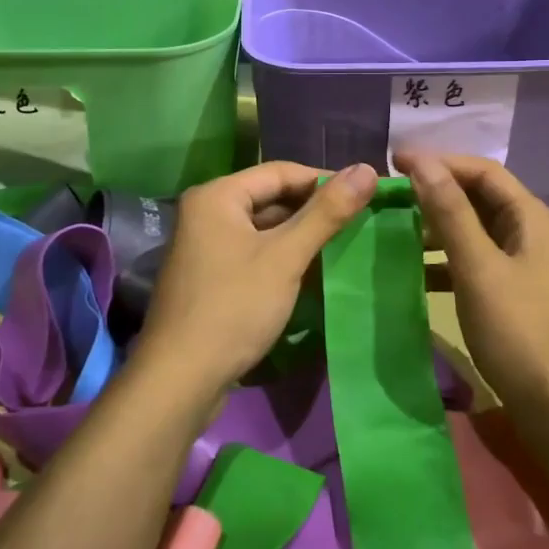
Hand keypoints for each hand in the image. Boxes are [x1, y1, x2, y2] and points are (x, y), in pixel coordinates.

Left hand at [135, 161, 378, 396]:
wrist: (180, 379)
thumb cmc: (234, 307)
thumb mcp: (286, 257)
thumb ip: (326, 213)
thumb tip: (368, 169)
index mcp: (217, 196)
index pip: (280, 172)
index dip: (324, 180)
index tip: (365, 194)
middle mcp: (206, 212)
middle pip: (270, 198)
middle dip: (313, 210)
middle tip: (359, 221)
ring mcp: (204, 246)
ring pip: (263, 228)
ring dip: (300, 235)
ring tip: (344, 245)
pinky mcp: (210, 276)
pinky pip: (253, 253)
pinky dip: (282, 257)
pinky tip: (313, 272)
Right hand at [397, 151, 548, 409]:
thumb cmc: (520, 333)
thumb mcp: (479, 268)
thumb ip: (450, 213)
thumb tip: (422, 162)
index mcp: (531, 218)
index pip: (482, 171)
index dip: (439, 161)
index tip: (394, 162)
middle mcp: (530, 232)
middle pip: (479, 197)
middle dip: (435, 192)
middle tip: (390, 195)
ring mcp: (523, 264)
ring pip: (474, 230)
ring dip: (436, 227)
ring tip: (393, 229)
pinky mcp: (512, 293)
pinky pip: (473, 262)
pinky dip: (444, 261)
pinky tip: (413, 272)